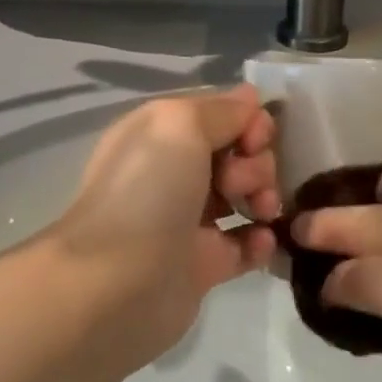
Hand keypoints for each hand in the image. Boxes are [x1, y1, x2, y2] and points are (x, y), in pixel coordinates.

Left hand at [55, 87, 280, 360]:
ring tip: (260, 211)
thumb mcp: (180, 125)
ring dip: (264, 196)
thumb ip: (221, 110)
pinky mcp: (203, 263)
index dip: (248, 121)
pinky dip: (261, 239)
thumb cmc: (148, 191)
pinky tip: (263, 240)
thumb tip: (249, 98)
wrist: (117, 283)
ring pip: (245, 195)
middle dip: (255, 162)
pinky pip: (245, 243)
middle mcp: (173, 170)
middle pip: (238, 153)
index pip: (220, 114)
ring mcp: (188, 218)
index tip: (257, 138)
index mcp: (161, 133)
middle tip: (240, 183)